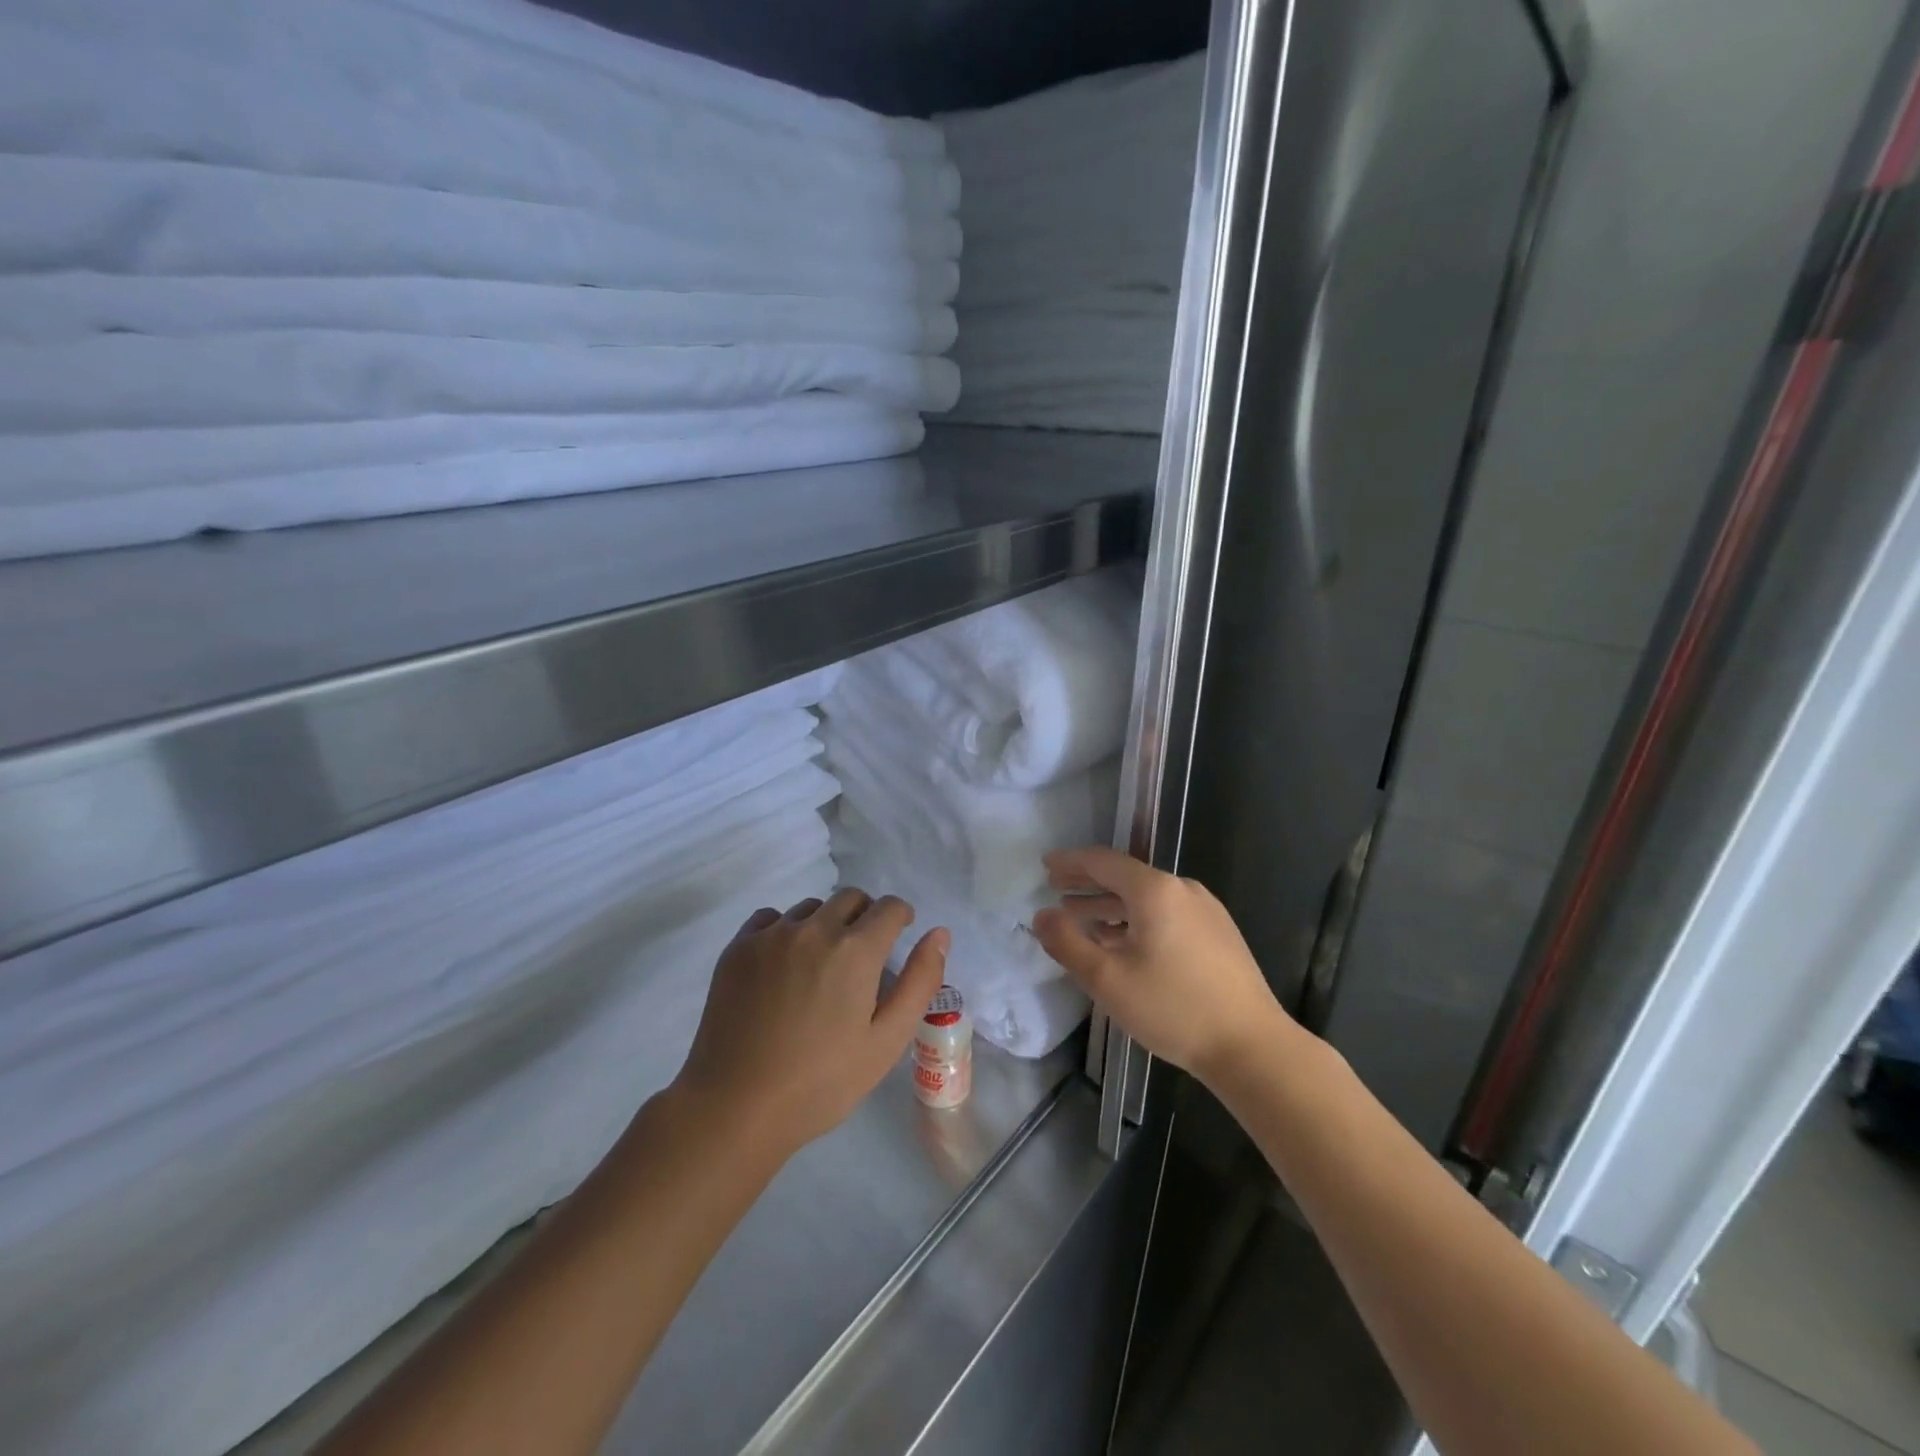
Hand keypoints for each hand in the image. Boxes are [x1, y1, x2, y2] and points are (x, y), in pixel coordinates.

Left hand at [672, 888, 948, 1157]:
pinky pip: (771, 919)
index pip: (889, 907)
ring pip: (811, 908)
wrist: (736, 1108)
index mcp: (855, 950)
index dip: (900, 919)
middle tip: (861, 958)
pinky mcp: (738, 948)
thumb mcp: (887, 1041)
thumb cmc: (822, 1082)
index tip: (897, 938)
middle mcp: (813, 928)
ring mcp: (771, 935)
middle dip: (865, 917)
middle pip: (850, 898)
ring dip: (825, 924)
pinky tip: (783, 967)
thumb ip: (920, 981)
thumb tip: (939, 934)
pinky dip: (785, 931)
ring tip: (820, 967)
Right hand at [1032, 846, 1295, 1084]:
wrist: (1252, 1047)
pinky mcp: (1218, 934)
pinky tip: (1122, 941)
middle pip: (1125, 875)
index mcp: (1155, 890)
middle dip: (1088, 882)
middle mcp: (1182, 889)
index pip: (1103, 861)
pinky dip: (1136, 919)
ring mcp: (1205, 911)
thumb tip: (1042, 916)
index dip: (1071, 862)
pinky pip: (1166, 913)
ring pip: (1146, 898)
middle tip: (1055, 886)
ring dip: (1110, 904)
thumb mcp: (1107, 979)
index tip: (1046, 864)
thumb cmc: (1173, 1008)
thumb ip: (1067, 943)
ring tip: (1080, 917)